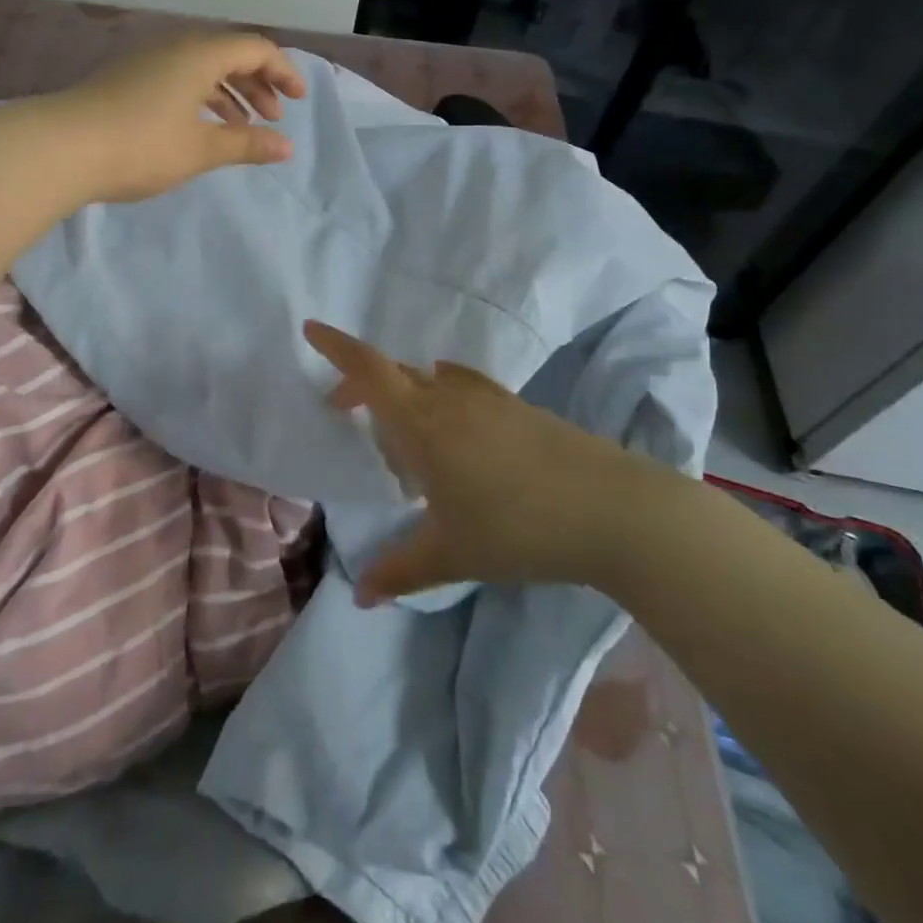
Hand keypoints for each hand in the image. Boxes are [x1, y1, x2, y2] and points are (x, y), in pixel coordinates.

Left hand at [58, 34, 306, 202]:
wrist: (60, 149)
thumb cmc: (141, 145)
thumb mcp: (200, 149)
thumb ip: (247, 144)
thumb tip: (287, 148)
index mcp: (199, 54)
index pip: (255, 48)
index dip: (283, 71)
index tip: (299, 101)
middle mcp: (174, 47)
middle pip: (229, 54)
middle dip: (259, 83)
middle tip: (274, 117)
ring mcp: (147, 62)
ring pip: (202, 68)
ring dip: (231, 92)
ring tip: (245, 126)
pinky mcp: (128, 80)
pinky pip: (179, 78)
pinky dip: (202, 97)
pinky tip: (204, 126)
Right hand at [304, 321, 654, 603]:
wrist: (612, 509)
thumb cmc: (518, 527)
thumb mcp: (452, 555)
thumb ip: (399, 570)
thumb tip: (358, 595)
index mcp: (422, 423)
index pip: (368, 371)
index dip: (336, 347)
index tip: (310, 327)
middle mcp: (449, 397)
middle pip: (394, 374)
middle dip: (361, 386)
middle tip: (343, 411)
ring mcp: (488, 398)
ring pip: (429, 382)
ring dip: (404, 396)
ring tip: (403, 439)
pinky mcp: (517, 407)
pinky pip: (462, 388)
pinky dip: (441, 397)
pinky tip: (453, 425)